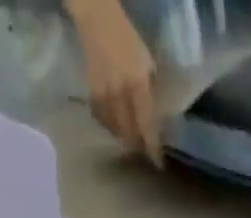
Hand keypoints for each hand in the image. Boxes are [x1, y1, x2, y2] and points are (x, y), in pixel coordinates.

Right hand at [68, 0, 161, 164]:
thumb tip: (157, 122)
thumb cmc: (128, 41)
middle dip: (139, 146)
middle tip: (145, 149)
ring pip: (116, 132)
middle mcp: (120, 96)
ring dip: (125, 138)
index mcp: (138, 86)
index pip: (147, 128)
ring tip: (132, 137)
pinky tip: (116, 124)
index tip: (159, 163)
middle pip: (131, 136)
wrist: (98, 21)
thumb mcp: (148, 66)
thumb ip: (152, 94)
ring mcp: (104, 97)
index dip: (153, 149)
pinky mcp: (92, 96)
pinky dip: (111, 128)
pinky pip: (103, 123)